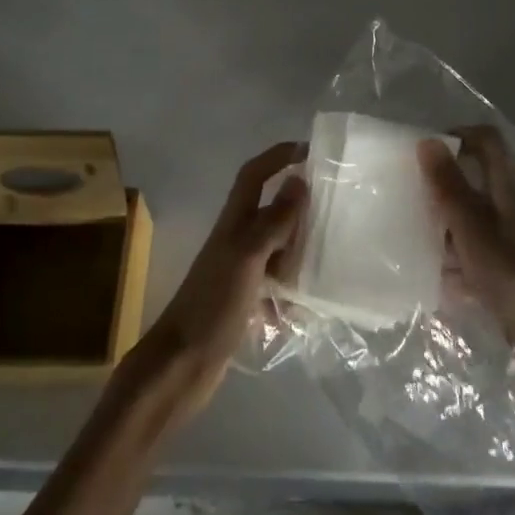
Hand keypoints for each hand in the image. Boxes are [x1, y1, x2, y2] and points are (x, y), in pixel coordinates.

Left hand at [131, 141, 306, 418]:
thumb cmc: (213, 304)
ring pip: (277, 249)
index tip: (309, 150)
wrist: (181, 365)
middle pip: (270, 210)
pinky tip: (306, 311)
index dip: (278, 156)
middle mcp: (237, 239)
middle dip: (298, 208)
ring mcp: (240, 272)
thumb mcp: (248, 256)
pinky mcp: (244, 302)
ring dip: (298, 255)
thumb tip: (299, 180)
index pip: (255, 174)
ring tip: (327, 265)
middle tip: (332, 213)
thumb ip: (274, 220)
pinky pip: (275, 287)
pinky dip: (291, 295)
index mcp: (234, 222)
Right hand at [419, 127, 514, 361]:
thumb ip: (448, 185)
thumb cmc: (510, 272)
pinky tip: (438, 277)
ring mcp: (514, 236)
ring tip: (417, 237)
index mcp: (507, 186)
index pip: (486, 140)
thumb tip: (428, 141)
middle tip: (414, 194)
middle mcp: (513, 204)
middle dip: (444, 184)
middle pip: (476, 178)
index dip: (458, 135)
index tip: (426, 151)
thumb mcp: (470, 226)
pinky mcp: (512, 266)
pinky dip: (457, 257)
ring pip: (474, 215)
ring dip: (447, 222)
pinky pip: (477, 250)